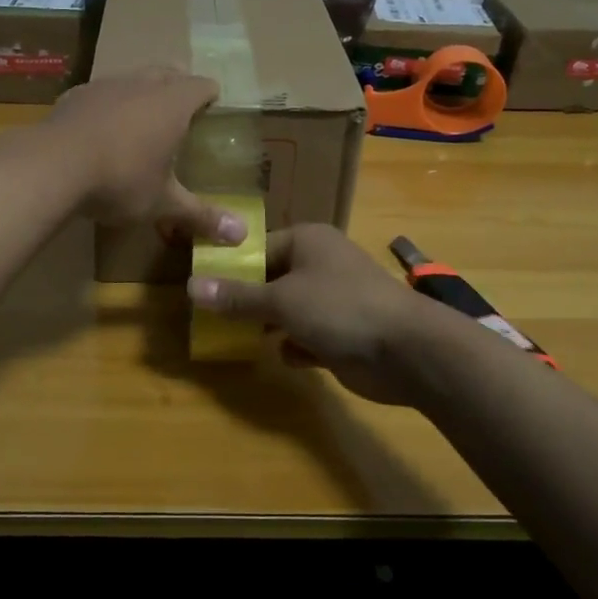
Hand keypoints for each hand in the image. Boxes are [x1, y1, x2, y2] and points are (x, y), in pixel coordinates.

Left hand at [42, 67, 245, 244]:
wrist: (52, 166)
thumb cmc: (121, 180)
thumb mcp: (163, 203)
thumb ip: (201, 215)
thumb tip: (242, 236)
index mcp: (173, 103)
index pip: (203, 85)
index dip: (211, 96)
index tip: (213, 111)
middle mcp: (142, 84)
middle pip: (169, 71)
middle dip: (179, 85)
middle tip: (182, 112)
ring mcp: (105, 85)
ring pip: (133, 76)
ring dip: (142, 91)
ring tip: (141, 119)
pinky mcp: (75, 95)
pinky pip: (101, 92)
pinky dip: (108, 104)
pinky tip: (100, 129)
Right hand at [186, 225, 437, 403]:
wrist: (406, 350)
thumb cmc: (339, 308)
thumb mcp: (280, 300)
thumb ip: (236, 296)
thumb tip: (191, 287)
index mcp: (307, 241)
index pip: (257, 249)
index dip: (230, 268)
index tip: (202, 289)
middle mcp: (320, 264)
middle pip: (271, 279)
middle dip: (246, 301)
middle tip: (211, 318)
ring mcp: (334, 299)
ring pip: (288, 310)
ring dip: (268, 326)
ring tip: (235, 339)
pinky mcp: (343, 332)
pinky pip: (307, 336)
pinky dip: (296, 346)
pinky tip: (285, 357)